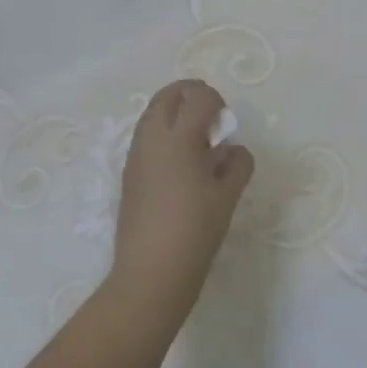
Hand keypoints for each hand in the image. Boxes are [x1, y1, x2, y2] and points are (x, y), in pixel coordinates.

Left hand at [110, 80, 254, 320]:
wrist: (151, 272)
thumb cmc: (195, 231)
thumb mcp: (227, 197)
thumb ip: (237, 165)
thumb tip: (234, 150)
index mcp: (179, 138)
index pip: (198, 97)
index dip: (216, 100)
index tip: (226, 121)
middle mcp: (152, 139)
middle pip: (167, 96)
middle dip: (190, 95)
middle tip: (210, 117)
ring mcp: (136, 155)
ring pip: (152, 114)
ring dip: (174, 114)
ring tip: (197, 142)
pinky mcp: (129, 174)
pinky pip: (146, 138)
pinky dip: (163, 135)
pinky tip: (181, 165)